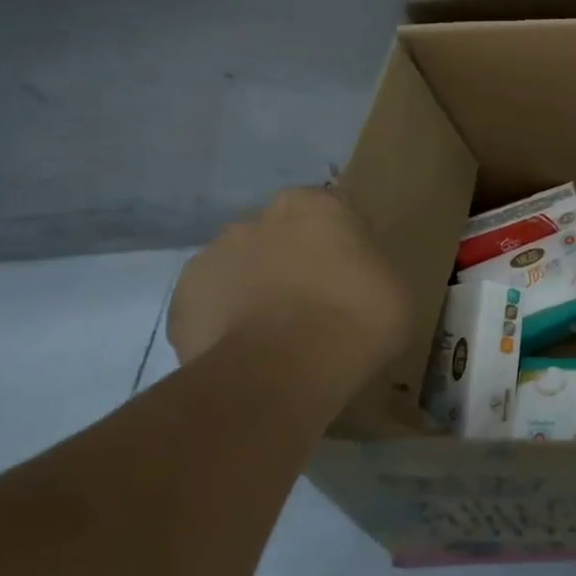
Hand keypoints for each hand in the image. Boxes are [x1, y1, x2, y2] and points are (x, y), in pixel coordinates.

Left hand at [167, 188, 409, 373]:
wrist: (283, 370)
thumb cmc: (358, 317)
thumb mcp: (394, 287)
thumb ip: (368, 268)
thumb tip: (356, 276)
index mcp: (316, 206)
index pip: (329, 212)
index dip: (340, 243)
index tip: (351, 273)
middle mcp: (260, 219)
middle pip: (278, 234)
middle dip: (290, 258)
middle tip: (315, 300)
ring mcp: (212, 256)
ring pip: (240, 267)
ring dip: (254, 287)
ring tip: (277, 332)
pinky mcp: (180, 301)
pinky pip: (210, 305)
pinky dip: (224, 321)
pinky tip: (248, 349)